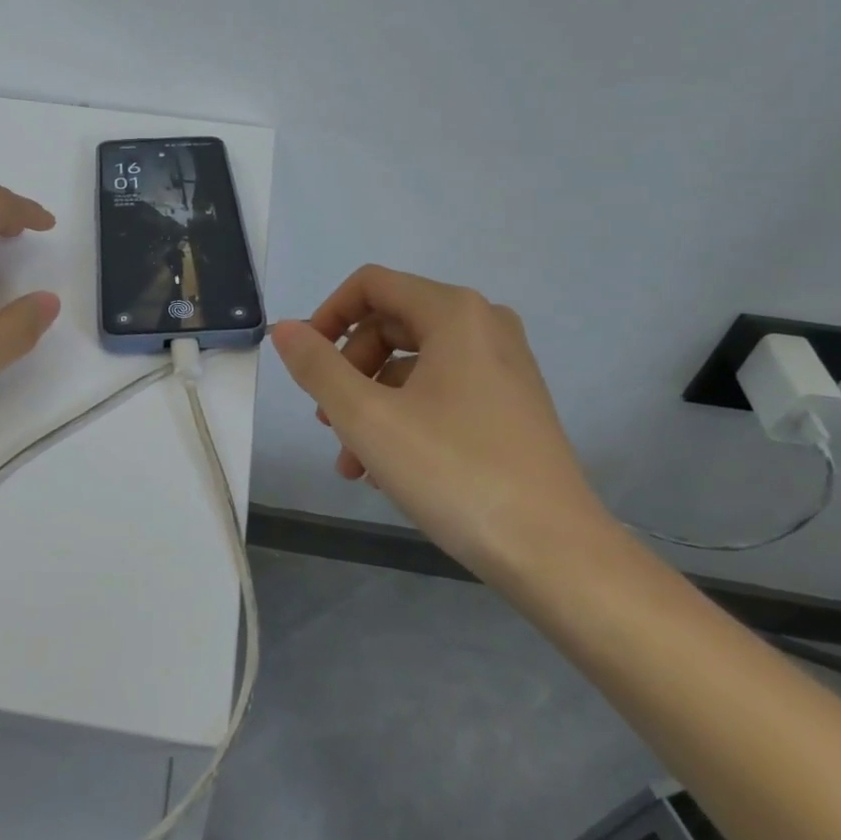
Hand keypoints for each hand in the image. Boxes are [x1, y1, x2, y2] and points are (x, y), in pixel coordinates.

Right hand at [269, 265, 612, 585]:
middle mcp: (484, 325)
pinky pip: (441, 392)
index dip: (326, 315)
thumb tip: (285, 329)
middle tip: (327, 422)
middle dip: (348, 371)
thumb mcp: (368, 418)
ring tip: (351, 462)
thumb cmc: (455, 472)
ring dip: (370, 404)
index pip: (370, 285)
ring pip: (412, 366)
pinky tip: (385, 471)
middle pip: (390, 325)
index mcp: (454, 312)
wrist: (556, 554)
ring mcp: (503, 366)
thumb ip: (317, 367)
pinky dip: (404, 418)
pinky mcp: (511, 405)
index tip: (303, 362)